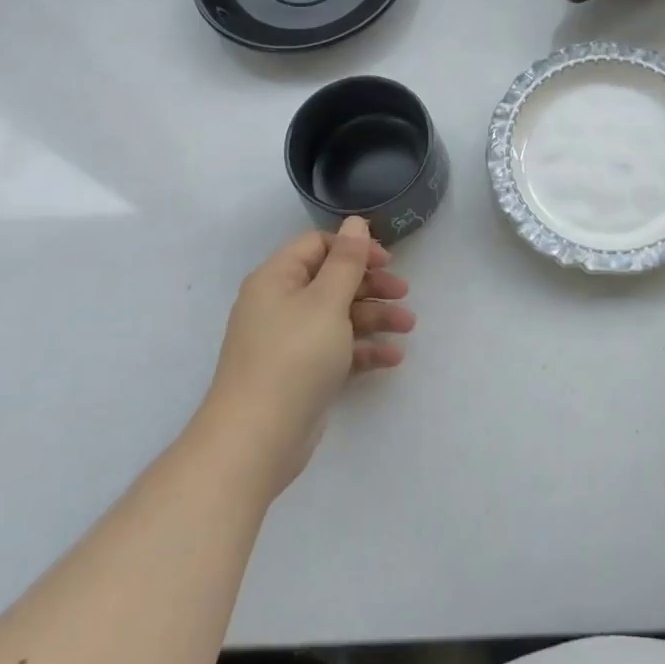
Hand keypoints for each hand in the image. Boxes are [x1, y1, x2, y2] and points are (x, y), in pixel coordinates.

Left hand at [203, 217, 413, 493]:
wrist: (255, 441)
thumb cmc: (293, 357)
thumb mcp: (327, 301)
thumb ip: (346, 260)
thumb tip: (355, 222)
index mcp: (277, 279)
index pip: (317, 246)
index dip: (354, 248)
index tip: (387, 261)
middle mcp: (279, 304)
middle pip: (332, 281)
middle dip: (371, 285)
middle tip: (404, 294)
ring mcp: (289, 341)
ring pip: (338, 316)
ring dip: (374, 317)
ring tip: (408, 327)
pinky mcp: (300, 374)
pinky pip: (337, 349)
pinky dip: (363, 349)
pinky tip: (392, 358)